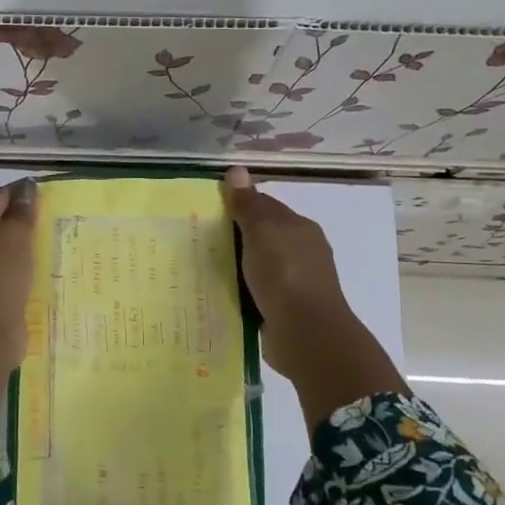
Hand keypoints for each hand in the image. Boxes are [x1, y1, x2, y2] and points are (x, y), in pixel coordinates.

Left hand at [0, 178, 38, 403]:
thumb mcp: (15, 234)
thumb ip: (22, 210)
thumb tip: (26, 187)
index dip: (22, 191)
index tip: (49, 191)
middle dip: (24, 220)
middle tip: (56, 217)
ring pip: (4, 252)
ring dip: (25, 248)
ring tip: (54, 244)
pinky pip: (9, 276)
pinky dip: (24, 272)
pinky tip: (43, 272)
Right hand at [223, 167, 404, 424]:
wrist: (306, 333)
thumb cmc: (284, 273)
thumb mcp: (262, 231)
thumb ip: (248, 204)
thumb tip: (236, 170)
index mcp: (300, 228)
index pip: (267, 206)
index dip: (240, 204)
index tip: (209, 209)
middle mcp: (302, 252)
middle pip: (264, 236)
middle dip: (236, 237)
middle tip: (198, 239)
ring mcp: (296, 283)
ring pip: (260, 266)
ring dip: (238, 267)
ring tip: (204, 268)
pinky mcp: (286, 310)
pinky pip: (258, 293)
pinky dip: (242, 291)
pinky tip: (221, 294)